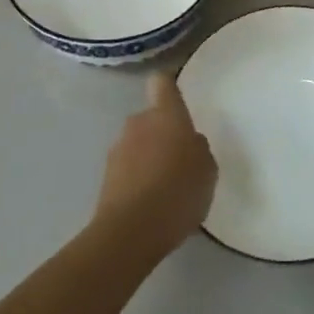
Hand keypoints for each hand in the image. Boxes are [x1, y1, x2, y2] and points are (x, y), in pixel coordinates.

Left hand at [95, 72, 216, 258]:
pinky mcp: (106, 176)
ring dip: (150, 157)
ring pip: (138, 144)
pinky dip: (139, 179)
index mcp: (166, 115)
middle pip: (152, 118)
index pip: (162, 83)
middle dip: (164, 133)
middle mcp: (138, 123)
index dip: (169, 86)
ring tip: (168, 188)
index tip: (178, 98)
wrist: (131, 231)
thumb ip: (198, 149)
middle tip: (182, 160)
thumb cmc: (179, 191)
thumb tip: (189, 144)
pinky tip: (153, 204)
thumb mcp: (207, 170)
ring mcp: (118, 149)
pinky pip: (129, 168)